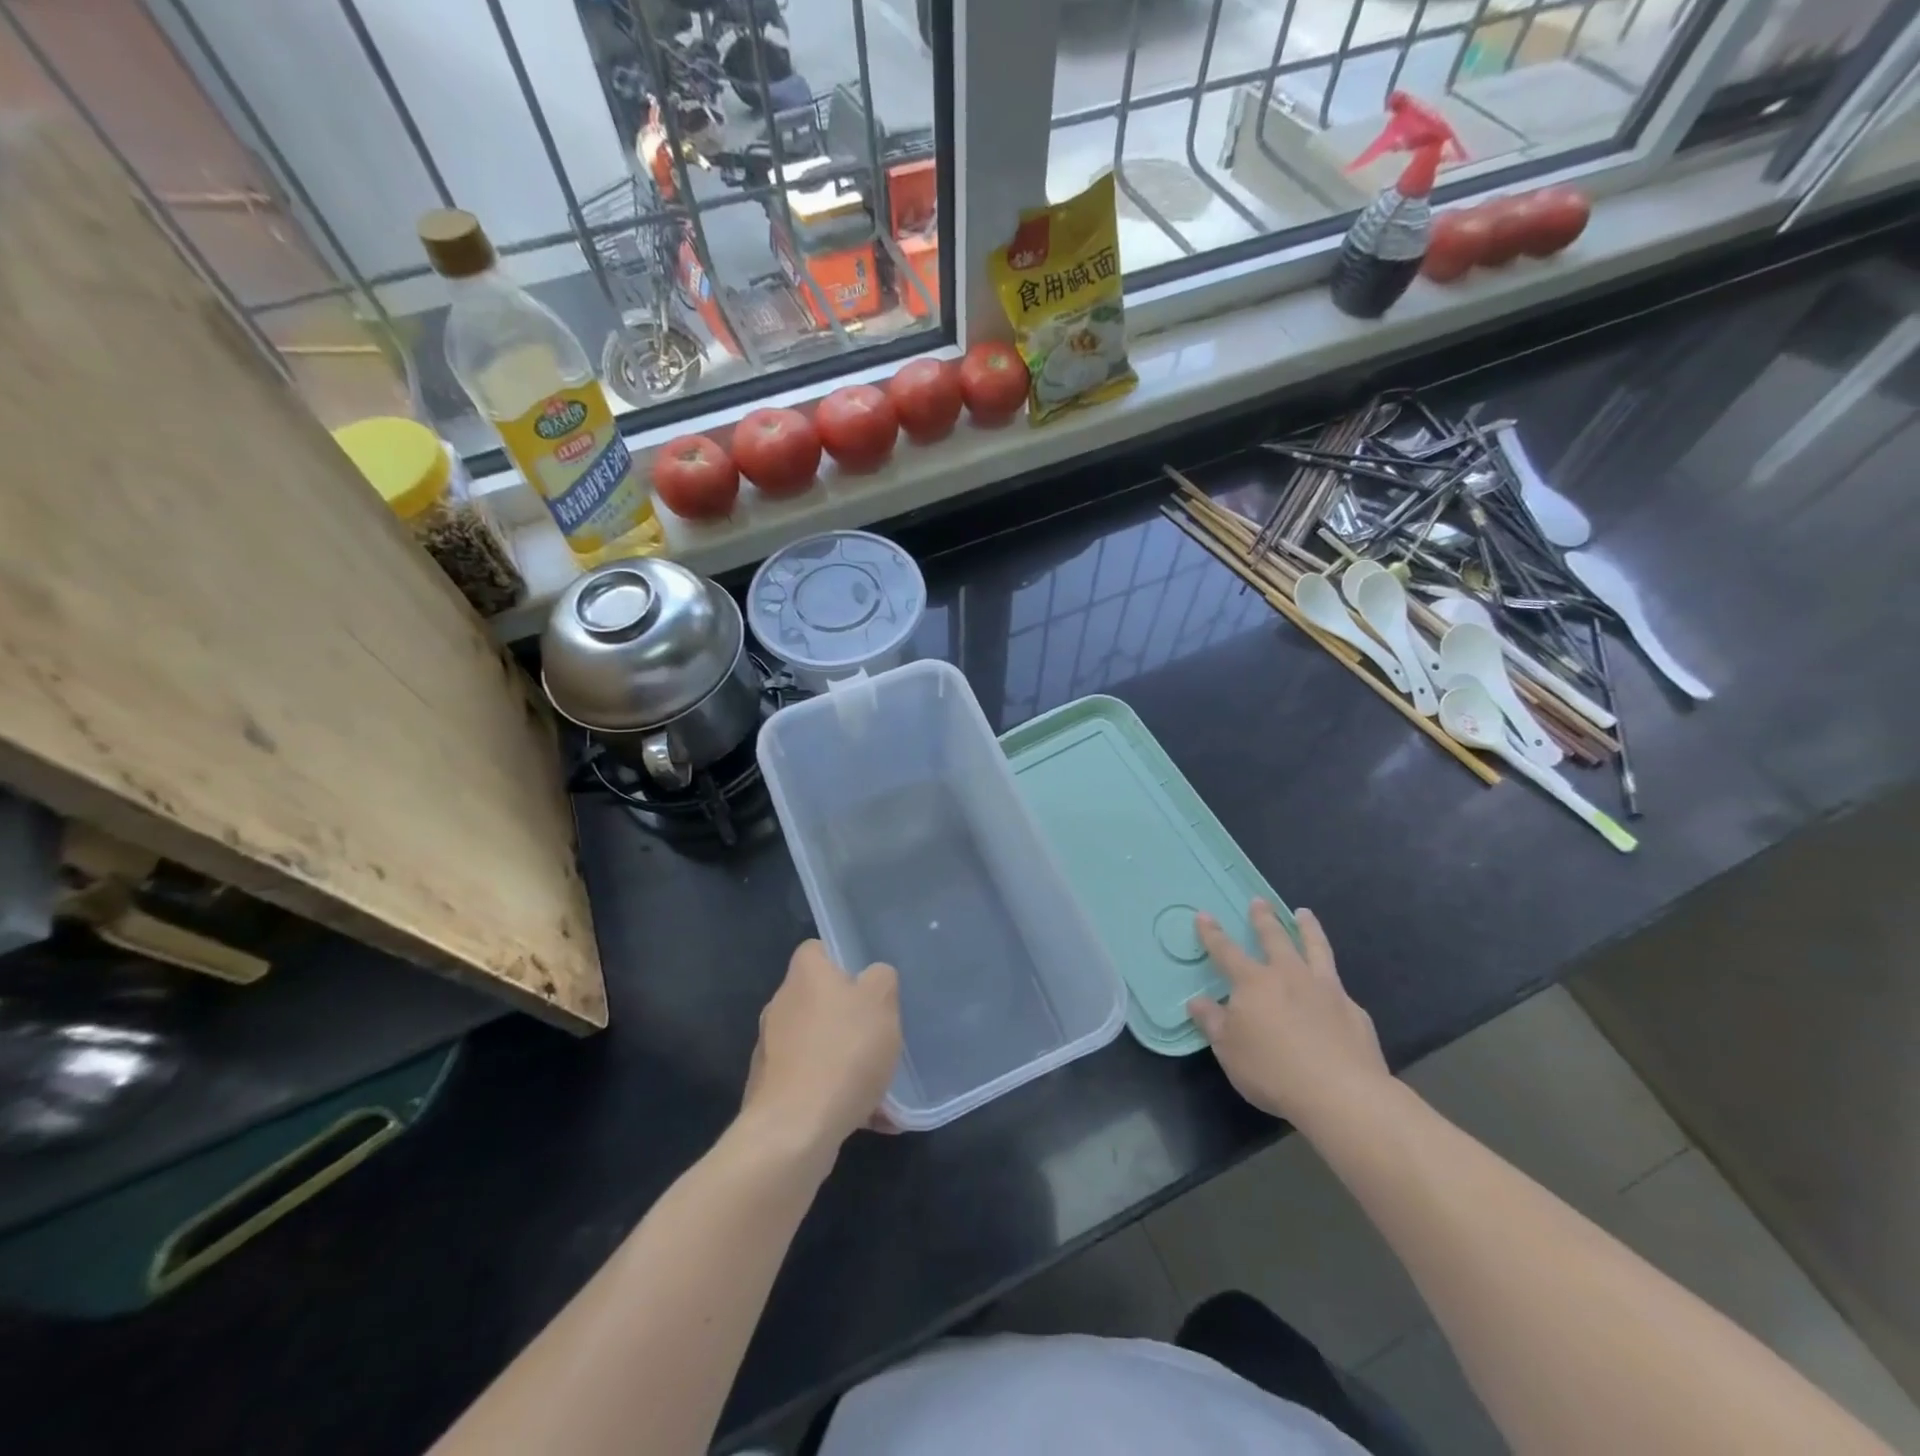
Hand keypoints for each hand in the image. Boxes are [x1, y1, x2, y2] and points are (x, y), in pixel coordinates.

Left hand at [741, 940, 901, 1161]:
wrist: (794, 1130)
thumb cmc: (843, 1052)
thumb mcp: (881, 1001)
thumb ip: (881, 979)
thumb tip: (872, 978)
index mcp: (804, 975)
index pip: (817, 950)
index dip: (843, 960)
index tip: (869, 982)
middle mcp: (780, 1006)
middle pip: (819, 1000)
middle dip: (850, 1018)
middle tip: (882, 1034)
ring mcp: (772, 1052)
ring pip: (819, 1046)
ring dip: (847, 1062)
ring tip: (883, 1087)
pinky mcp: (771, 1092)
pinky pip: (814, 1084)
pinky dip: (838, 1095)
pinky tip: (871, 1117)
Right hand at [1187, 903, 1389, 1131]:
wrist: (1342, 1094)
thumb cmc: (1273, 1070)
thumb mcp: (1229, 1050)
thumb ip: (1213, 1022)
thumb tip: (1197, 1001)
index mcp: (1254, 983)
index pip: (1226, 951)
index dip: (1212, 934)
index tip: (1203, 914)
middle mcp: (1289, 976)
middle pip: (1275, 938)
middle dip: (1264, 919)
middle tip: (1259, 901)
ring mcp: (1326, 990)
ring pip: (1315, 949)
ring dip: (1308, 929)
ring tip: (1304, 914)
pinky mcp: (1354, 1012)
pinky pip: (1338, 988)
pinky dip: (1330, 981)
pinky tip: (1333, 988)